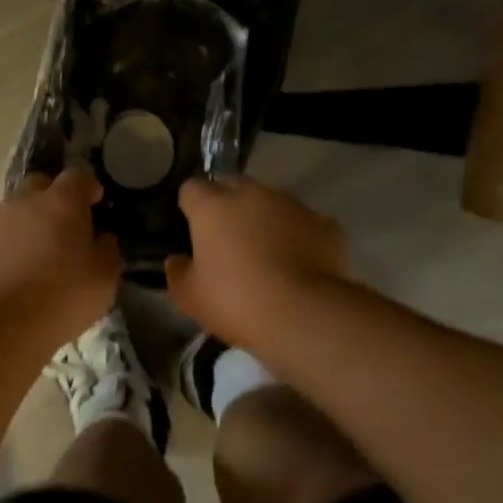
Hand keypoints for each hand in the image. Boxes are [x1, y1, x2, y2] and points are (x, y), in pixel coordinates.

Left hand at [0, 167, 120, 346]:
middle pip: (38, 185)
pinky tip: (6, 279)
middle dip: (52, 198)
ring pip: (10, 213)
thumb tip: (102, 238)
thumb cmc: (61, 299)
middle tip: (63, 227)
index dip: (88, 186)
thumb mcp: (104, 280)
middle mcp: (21, 203)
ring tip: (33, 259)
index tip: (95, 202)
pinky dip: (1, 251)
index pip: (77, 176)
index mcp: (60, 203)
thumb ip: (107, 251)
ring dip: (24, 226)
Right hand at [165, 178, 348, 347]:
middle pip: (234, 188)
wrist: (304, 314)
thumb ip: (178, 272)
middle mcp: (253, 195)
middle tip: (230, 243)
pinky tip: (301, 267)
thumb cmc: (236, 302)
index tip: (193, 227)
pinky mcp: (326, 223)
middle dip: (230, 208)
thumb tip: (176, 260)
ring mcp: (293, 205)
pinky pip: (305, 225)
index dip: (191, 205)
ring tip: (270, 257)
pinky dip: (299, 238)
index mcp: (213, 207)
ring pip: (272, 204)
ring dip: (266, 221)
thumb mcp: (191, 298)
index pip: (192, 188)